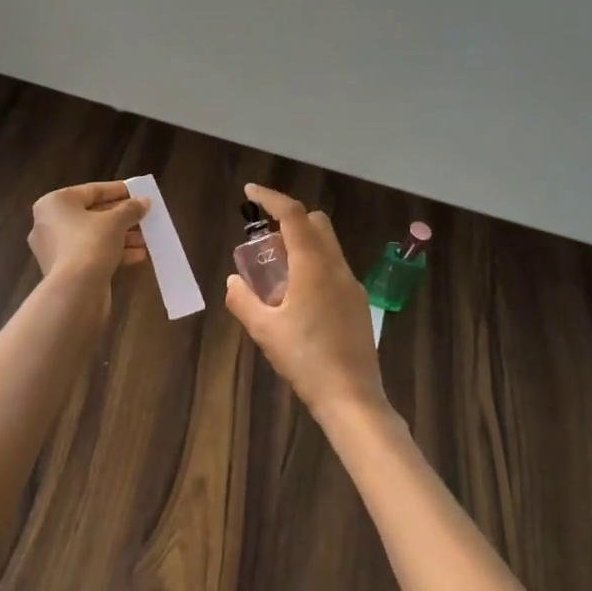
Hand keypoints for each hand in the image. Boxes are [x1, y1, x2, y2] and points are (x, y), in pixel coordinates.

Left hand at [28, 181, 149, 282]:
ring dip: (122, 236)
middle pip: (93, 214)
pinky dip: (113, 252)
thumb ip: (130, 209)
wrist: (74, 292)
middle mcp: (50, 223)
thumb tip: (144, 202)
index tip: (138, 193)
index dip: (118, 191)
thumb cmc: (90, 244)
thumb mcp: (115, 222)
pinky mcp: (64, 270)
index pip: (91, 191)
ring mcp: (55, 249)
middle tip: (145, 216)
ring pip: (94, 236)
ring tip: (147, 238)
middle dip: (123, 217)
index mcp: (55, 203)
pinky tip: (139, 255)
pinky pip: (91, 254)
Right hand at [224, 183, 385, 420]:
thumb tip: (233, 281)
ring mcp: (352, 285)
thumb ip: (243, 300)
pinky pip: (333, 269)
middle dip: (289, 221)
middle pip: (316, 223)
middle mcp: (337, 267)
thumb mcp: (265, 331)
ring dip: (301, 246)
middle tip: (263, 243)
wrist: (352, 398)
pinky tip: (298, 299)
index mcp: (314, 267)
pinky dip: (313, 267)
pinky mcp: (359, 304)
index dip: (271, 198)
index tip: (250, 192)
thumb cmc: (306, 361)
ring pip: (327, 246)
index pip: (294, 215)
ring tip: (276, 275)